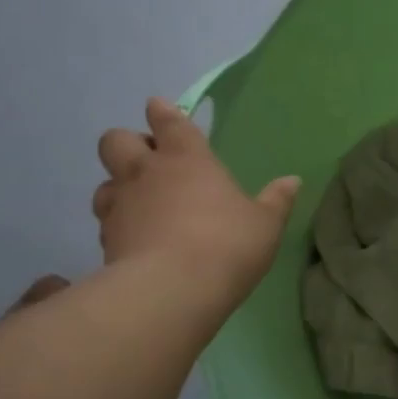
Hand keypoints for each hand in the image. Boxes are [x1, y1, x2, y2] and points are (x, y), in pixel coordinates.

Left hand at [92, 98, 300, 311]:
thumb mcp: (265, 224)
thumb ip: (276, 201)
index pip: (168, 121)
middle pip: (116, 141)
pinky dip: (118, 223)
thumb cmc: (227, 245)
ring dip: (118, 186)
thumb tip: (293, 181)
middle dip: (129, 144)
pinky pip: (106, 221)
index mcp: (187, 159)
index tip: (160, 109)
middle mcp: (146, 173)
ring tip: (140, 203)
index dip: (163, 112)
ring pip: (104, 182)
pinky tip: (136, 239)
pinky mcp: (105, 240)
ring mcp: (120, 205)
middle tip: (151, 162)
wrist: (172, 289)